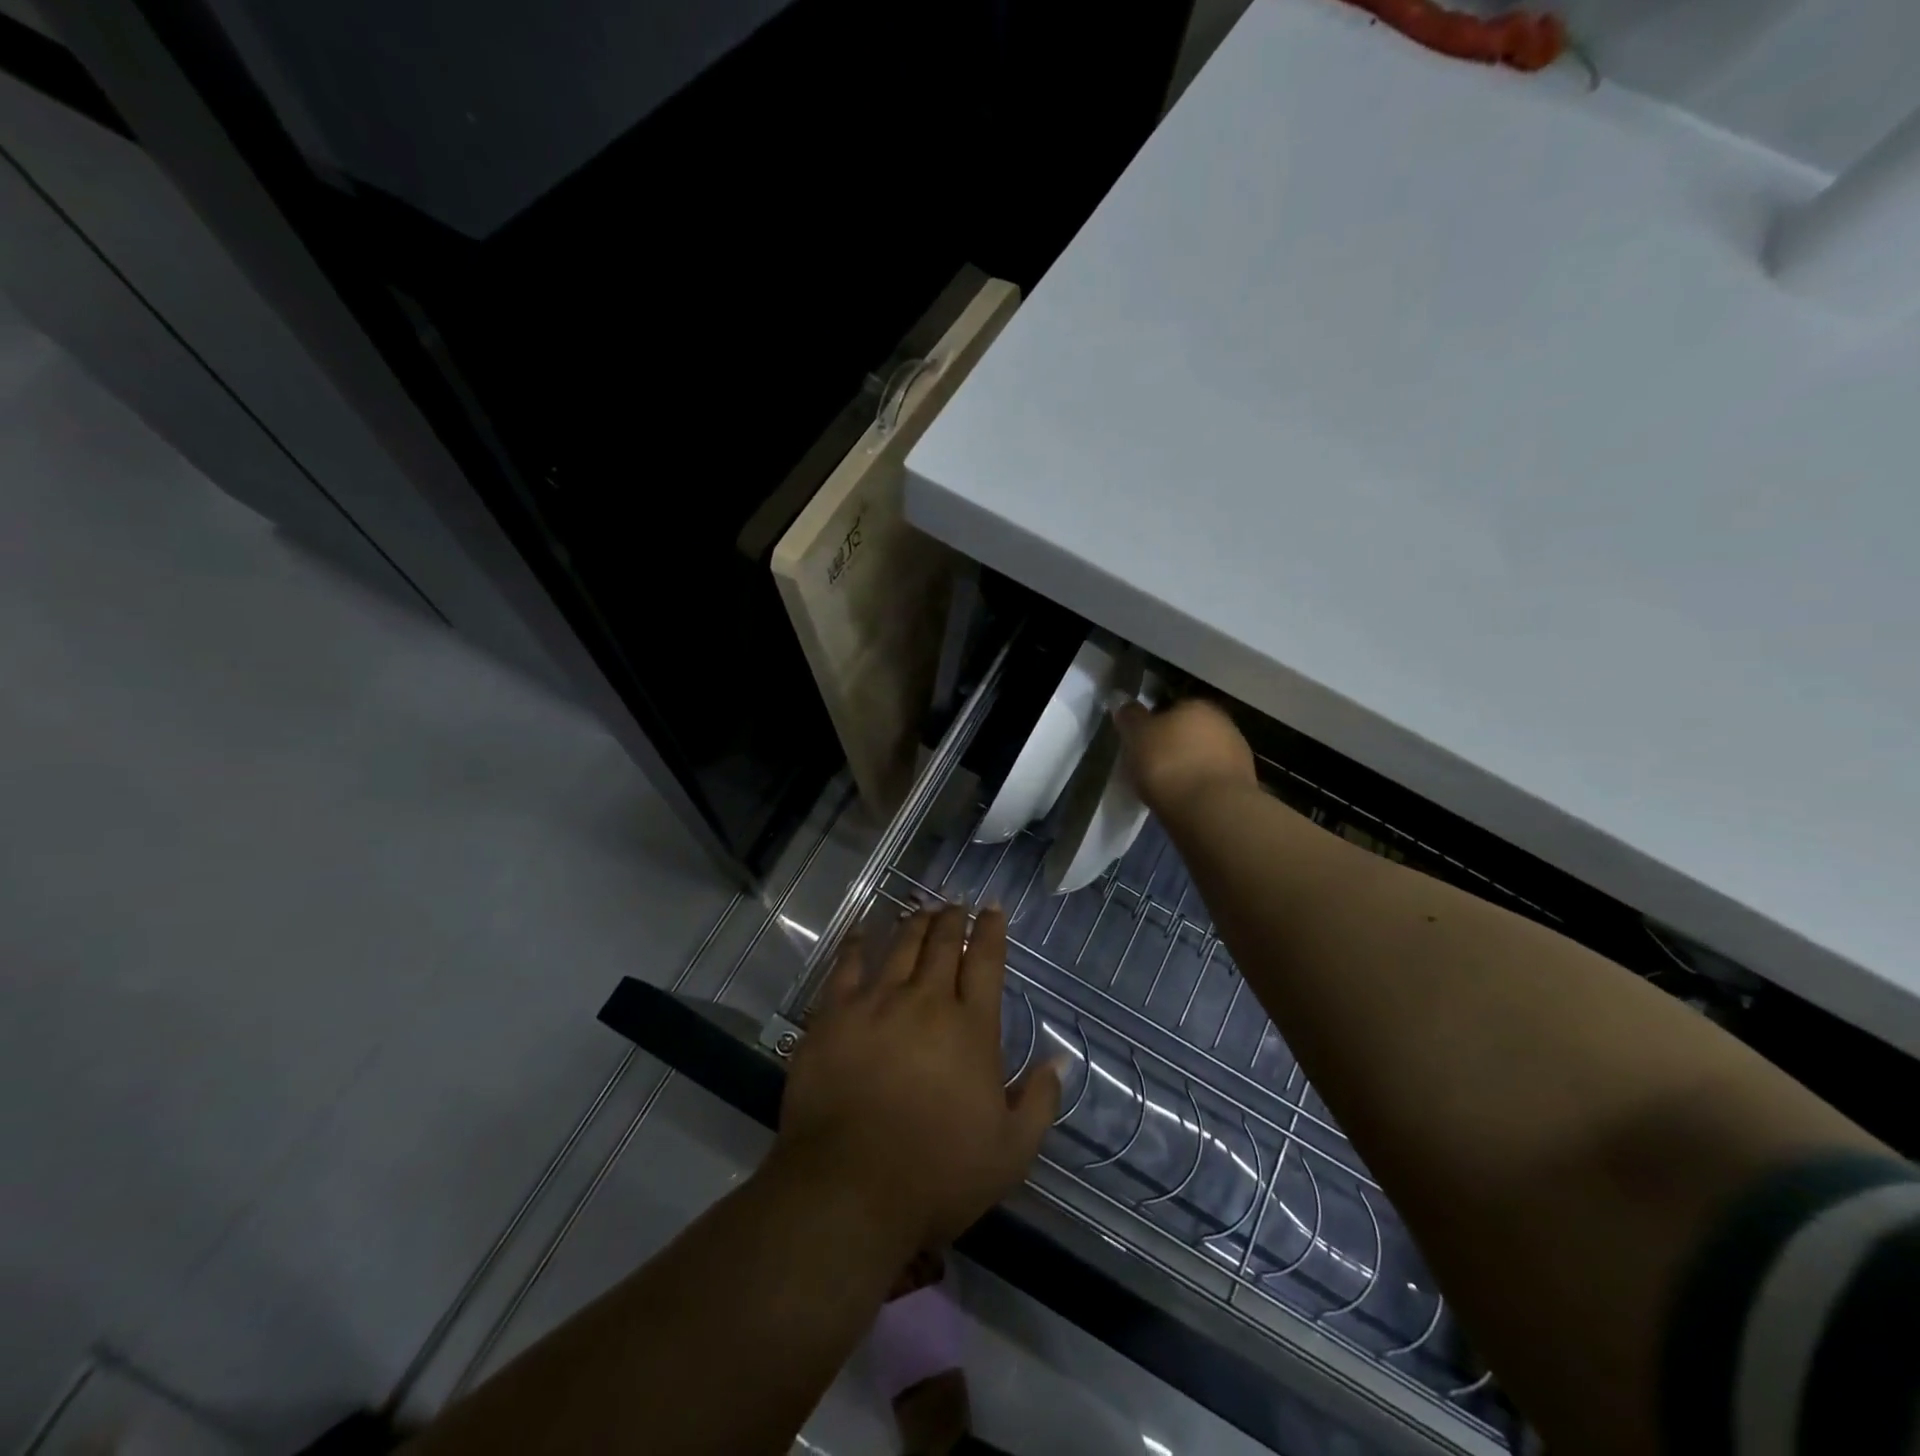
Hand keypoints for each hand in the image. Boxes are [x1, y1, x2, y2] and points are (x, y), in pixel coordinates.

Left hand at [773, 905, 1061, 1251]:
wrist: (848, 1189)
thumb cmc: (937, 1175)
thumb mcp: (1010, 1152)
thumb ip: (1039, 1101)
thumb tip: (1059, 1059)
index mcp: (971, 1028)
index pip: (985, 962)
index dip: (990, 931)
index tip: (992, 909)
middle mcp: (926, 1002)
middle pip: (941, 945)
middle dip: (952, 920)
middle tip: (956, 905)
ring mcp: (876, 1003)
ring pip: (900, 946)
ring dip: (914, 923)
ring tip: (921, 909)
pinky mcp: (834, 1015)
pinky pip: (847, 964)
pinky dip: (858, 941)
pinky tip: (864, 928)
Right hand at [1115, 698, 1257, 813]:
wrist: (1212, 809)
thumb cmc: (1168, 764)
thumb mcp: (1136, 736)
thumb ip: (1129, 716)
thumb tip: (1122, 700)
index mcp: (1196, 705)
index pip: (1171, 708)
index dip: (1153, 725)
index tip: (1141, 744)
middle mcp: (1222, 722)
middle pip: (1189, 731)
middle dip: (1173, 745)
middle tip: (1151, 766)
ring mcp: (1238, 753)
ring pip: (1204, 755)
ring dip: (1189, 766)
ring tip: (1168, 788)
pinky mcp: (1245, 783)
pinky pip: (1213, 778)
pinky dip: (1200, 785)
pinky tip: (1186, 800)